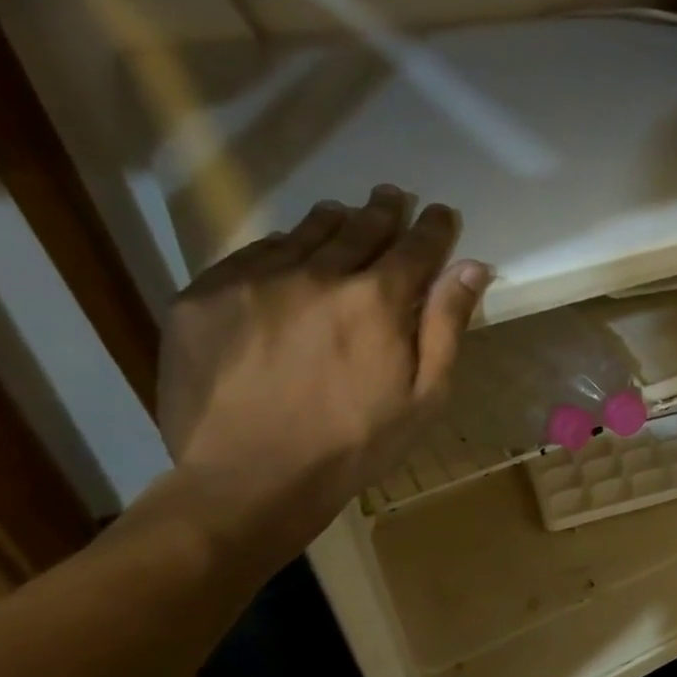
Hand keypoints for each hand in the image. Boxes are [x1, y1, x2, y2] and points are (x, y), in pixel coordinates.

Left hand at [157, 185, 491, 562]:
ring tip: (345, 213)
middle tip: (394, 196)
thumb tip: (472, 267)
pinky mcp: (204, 296)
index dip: (433, 228)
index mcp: (377, 300)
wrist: (249, 479)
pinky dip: (280, 247)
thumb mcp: (425, 395)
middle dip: (384, 211)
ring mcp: (253, 280)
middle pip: (360, 228)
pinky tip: (287, 254)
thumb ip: (447, 325)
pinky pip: (252, 254)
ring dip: (333, 221)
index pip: (416, 246)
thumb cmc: (356, 443)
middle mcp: (317, 274)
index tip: (441, 215)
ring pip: (303, 233)